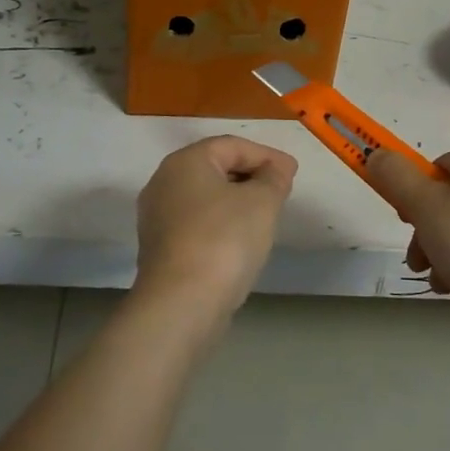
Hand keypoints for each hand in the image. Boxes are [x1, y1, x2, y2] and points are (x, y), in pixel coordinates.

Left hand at [134, 136, 297, 325]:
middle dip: (251, 176)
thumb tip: (277, 169)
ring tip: (265, 216)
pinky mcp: (160, 248)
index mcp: (185, 162)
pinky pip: (197, 223)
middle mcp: (164, 182)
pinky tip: (240, 241)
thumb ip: (274, 178)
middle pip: (215, 168)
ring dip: (236, 201)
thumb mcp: (262, 202)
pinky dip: (221, 224)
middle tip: (281, 191)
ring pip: (205, 198)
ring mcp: (157, 217)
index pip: (232, 145)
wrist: (181, 304)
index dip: (266, 155)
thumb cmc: (224, 240)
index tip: (292, 173)